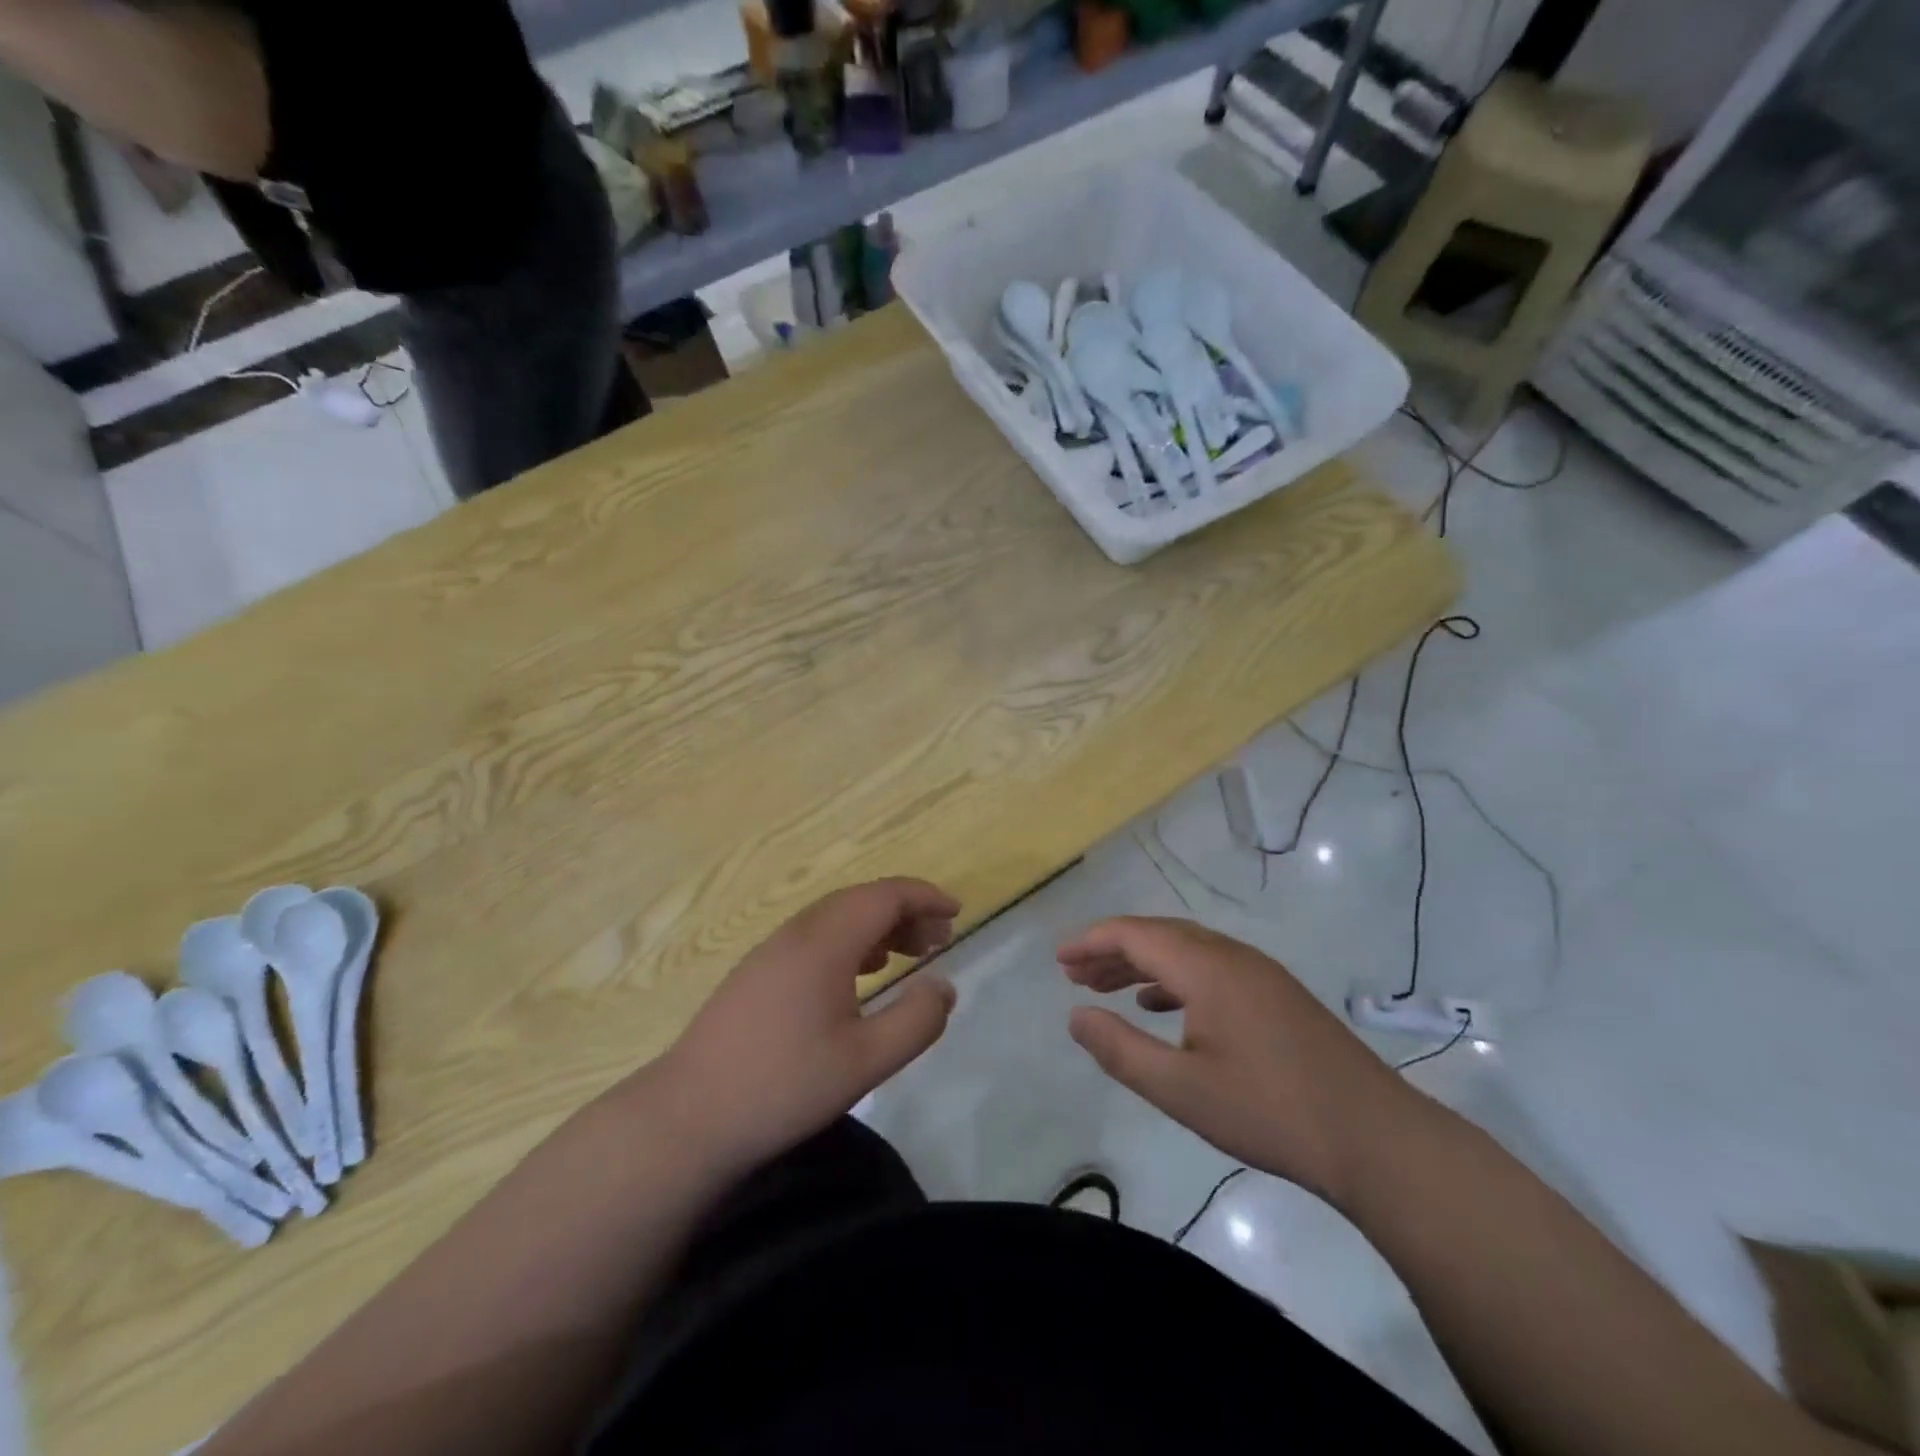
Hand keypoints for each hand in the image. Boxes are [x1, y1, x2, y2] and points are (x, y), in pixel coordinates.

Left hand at [653, 879, 959, 1176]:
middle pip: (861, 901)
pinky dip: (851, 942)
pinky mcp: (757, 973)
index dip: (925, 897)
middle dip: (906, 912)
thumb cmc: (784, 1085)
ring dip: (878, 927)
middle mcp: (798, 933)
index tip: (957, 913)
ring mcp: (772, 951)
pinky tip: (861, 974)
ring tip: (909, 954)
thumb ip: (916, 1020)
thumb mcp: (866, 1062)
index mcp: (825, 941)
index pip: (885, 895)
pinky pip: (816, 937)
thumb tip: (944, 986)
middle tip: (940, 941)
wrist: (689, 1116)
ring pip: (837, 918)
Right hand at [1058, 917, 1423, 1208]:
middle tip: (1073, 974)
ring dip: (1142, 963)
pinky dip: (1174, 978)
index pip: (1135, 934)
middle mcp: (1231, 956)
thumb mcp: (1181, 1089)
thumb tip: (1075, 1017)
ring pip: (1185, 950)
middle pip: (1159, 935)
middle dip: (1112, 950)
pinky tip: (1160, 1005)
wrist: (1376, 1139)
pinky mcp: (1276, 995)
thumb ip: (1121, 1050)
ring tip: (1105, 987)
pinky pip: (1210, 968)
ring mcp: (1259, 974)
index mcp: (1207, 968)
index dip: (1091, 941)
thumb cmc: (1270, 1112)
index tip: (1058, 959)